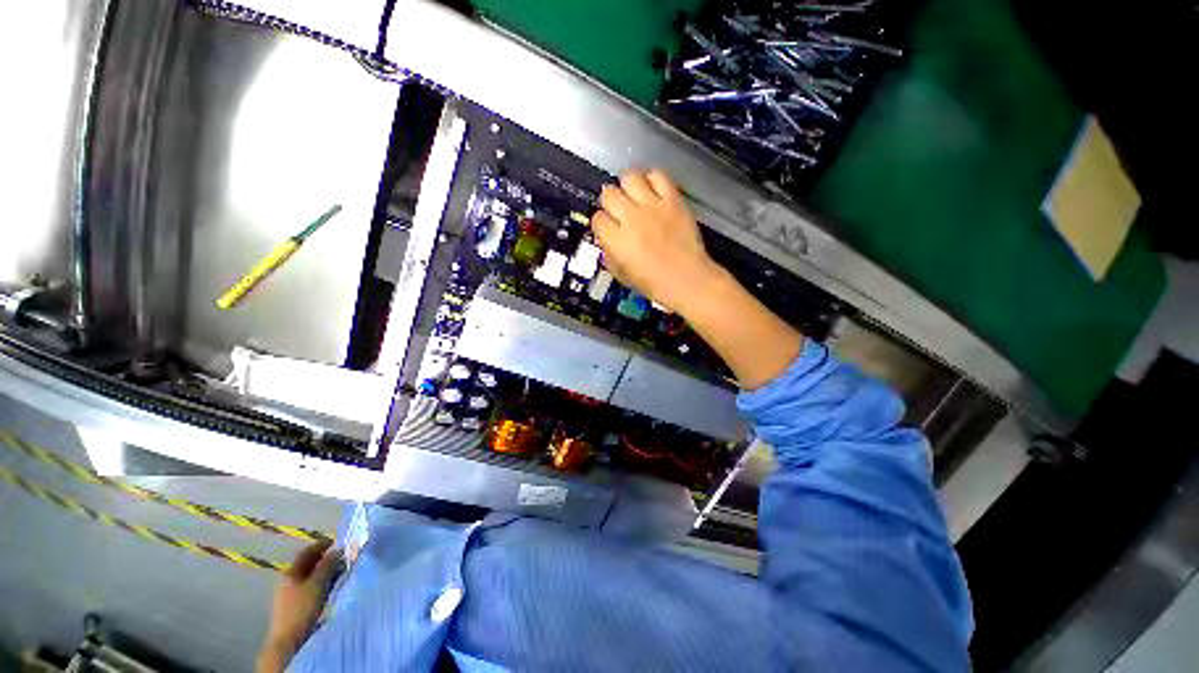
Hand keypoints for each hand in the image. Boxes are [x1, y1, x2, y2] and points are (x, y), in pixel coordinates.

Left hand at [257, 540, 341, 672]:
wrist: (288, 640)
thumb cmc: (303, 608)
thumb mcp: (318, 584)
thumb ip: (328, 564)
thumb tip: (339, 548)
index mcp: (291, 571)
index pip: (308, 551)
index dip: (323, 544)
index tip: (340, 542)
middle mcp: (289, 580)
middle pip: (309, 564)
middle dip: (327, 559)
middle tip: (344, 557)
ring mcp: (290, 594)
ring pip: (311, 576)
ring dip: (326, 572)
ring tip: (341, 572)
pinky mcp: (295, 606)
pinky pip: (311, 587)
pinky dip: (322, 583)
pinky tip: (331, 588)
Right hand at [592, 170, 724, 314]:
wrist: (688, 280)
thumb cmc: (656, 284)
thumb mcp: (623, 275)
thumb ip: (610, 254)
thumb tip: (605, 239)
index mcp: (617, 241)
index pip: (597, 218)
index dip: (601, 224)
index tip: (607, 228)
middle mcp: (632, 219)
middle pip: (609, 194)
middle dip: (611, 203)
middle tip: (619, 211)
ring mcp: (653, 207)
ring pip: (629, 177)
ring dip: (628, 187)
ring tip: (634, 197)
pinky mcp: (673, 200)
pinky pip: (658, 175)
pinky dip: (652, 180)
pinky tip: (652, 191)